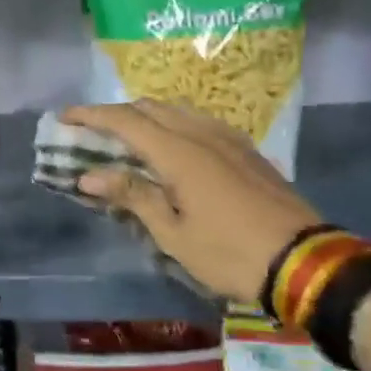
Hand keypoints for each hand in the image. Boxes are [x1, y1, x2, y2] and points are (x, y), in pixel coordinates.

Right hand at [61, 100, 321, 306]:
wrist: (305, 262)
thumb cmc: (230, 253)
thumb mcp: (174, 233)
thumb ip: (132, 196)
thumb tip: (89, 176)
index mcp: (179, 153)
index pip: (125, 120)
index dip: (91, 115)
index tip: (64, 117)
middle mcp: (202, 134)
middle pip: (150, 108)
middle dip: (117, 114)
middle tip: (92, 134)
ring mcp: (228, 139)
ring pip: (177, 112)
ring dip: (146, 118)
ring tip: (127, 140)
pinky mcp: (246, 150)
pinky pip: (199, 123)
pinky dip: (173, 126)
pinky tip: (170, 148)